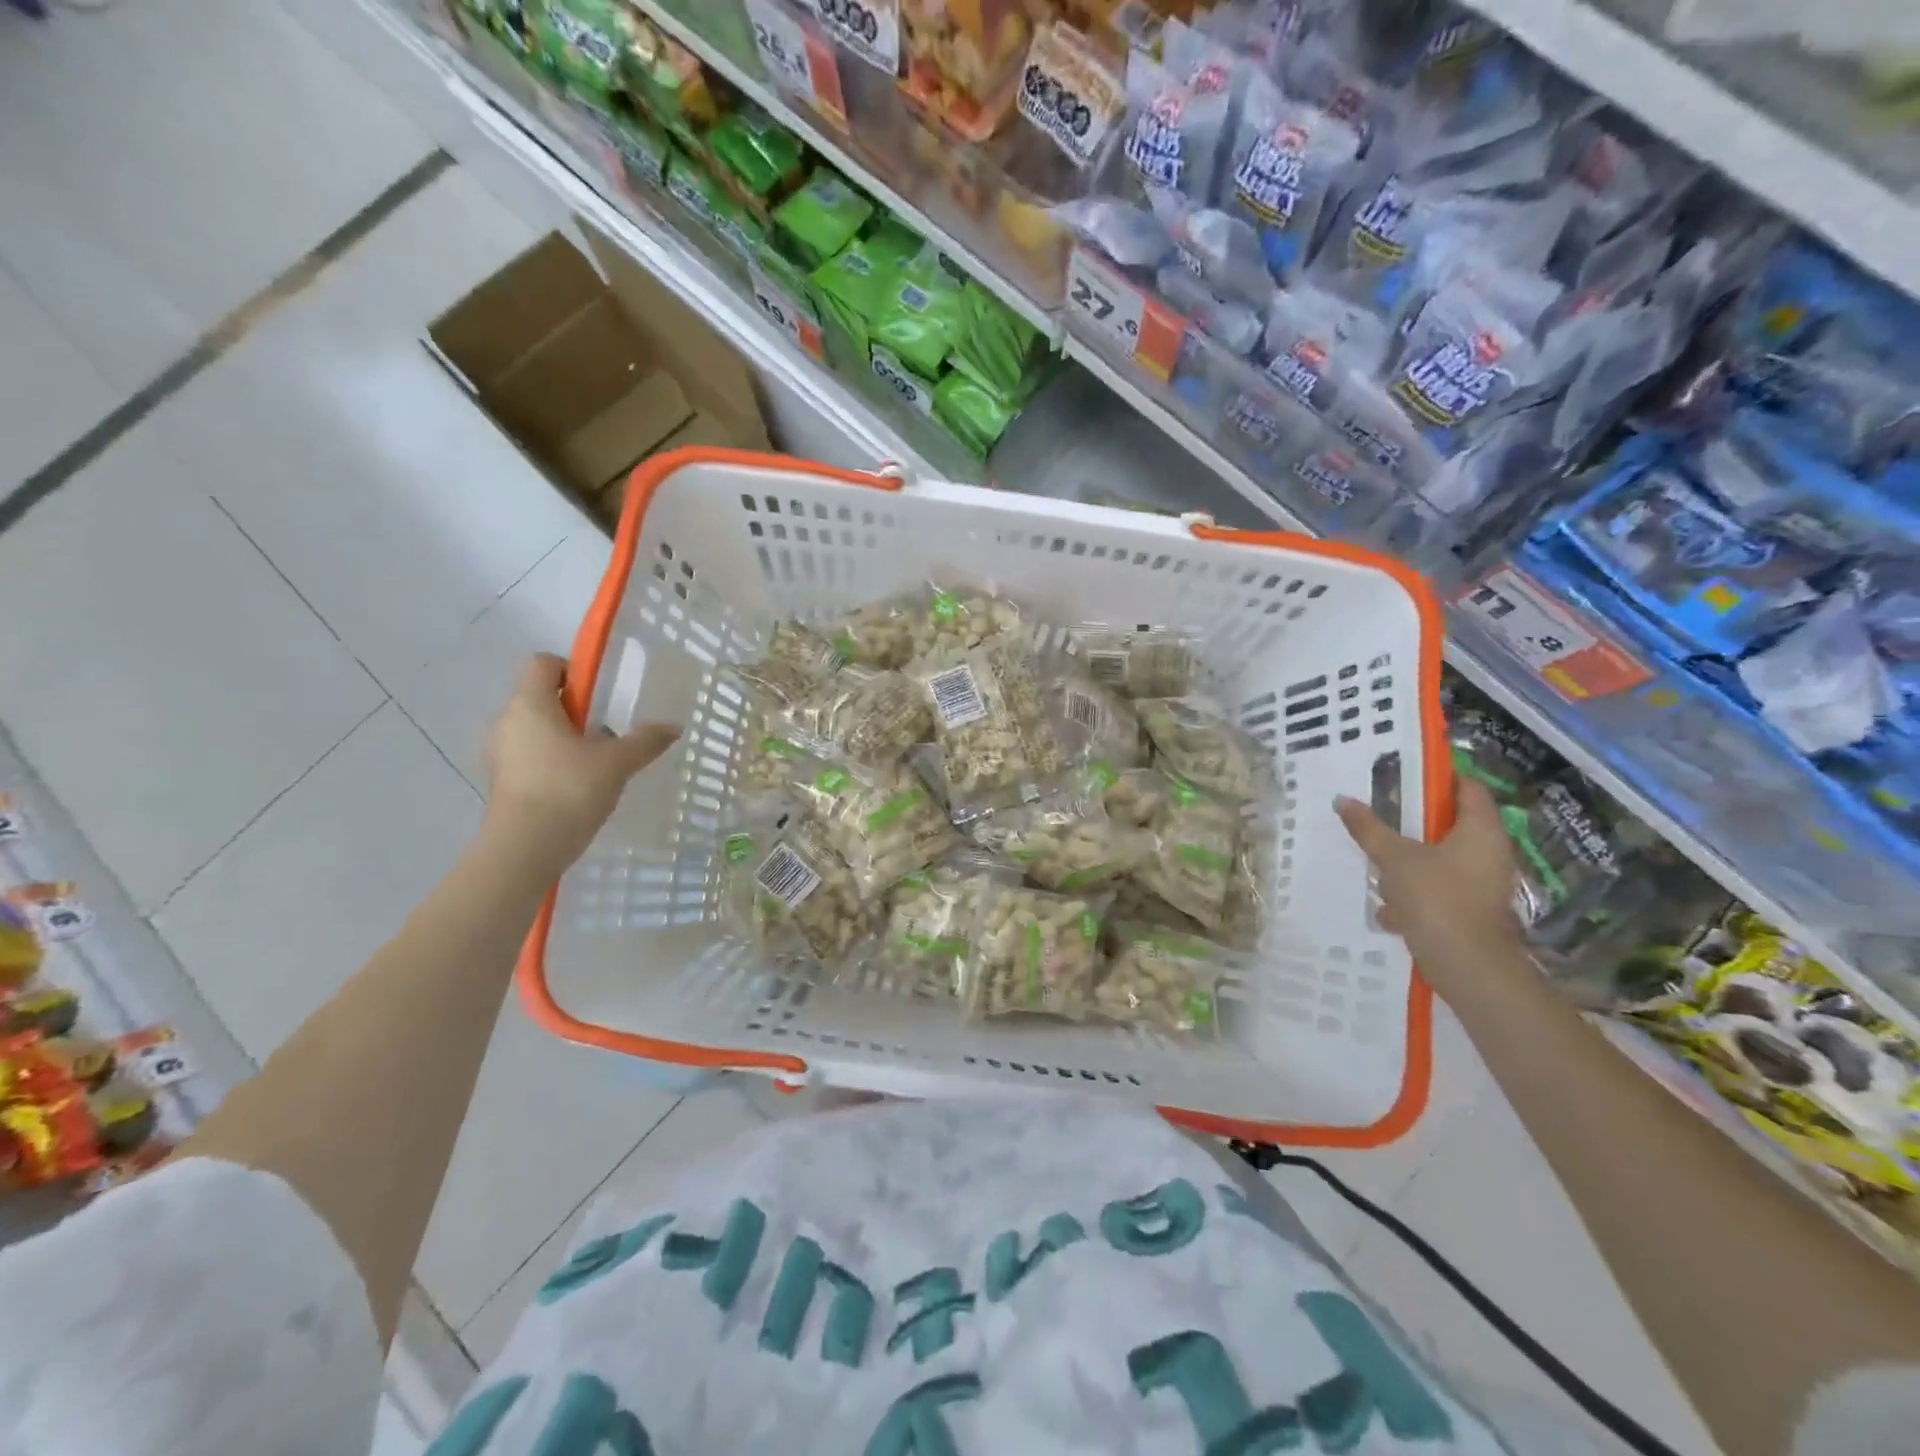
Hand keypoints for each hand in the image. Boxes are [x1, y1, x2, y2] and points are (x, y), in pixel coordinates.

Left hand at [483, 654, 679, 868]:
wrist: (524, 850)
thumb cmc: (568, 791)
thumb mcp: (617, 763)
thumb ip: (645, 740)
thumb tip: (674, 726)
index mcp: (531, 704)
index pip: (543, 663)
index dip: (573, 670)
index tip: (600, 696)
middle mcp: (507, 721)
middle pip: (541, 698)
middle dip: (575, 710)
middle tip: (607, 733)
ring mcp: (499, 754)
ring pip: (536, 730)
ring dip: (565, 738)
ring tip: (597, 764)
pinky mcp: (501, 782)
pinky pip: (530, 757)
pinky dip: (553, 763)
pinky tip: (578, 787)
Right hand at [1335, 777, 1527, 989]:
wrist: (1468, 966)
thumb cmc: (1436, 899)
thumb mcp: (1394, 858)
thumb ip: (1369, 828)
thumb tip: (1342, 800)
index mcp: (1480, 830)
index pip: (1467, 788)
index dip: (1439, 779)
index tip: (1405, 777)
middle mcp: (1490, 852)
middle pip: (1451, 825)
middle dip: (1415, 825)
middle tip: (1382, 818)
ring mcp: (1485, 884)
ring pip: (1443, 860)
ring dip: (1411, 863)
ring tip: (1380, 869)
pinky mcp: (1475, 911)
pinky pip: (1442, 890)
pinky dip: (1417, 894)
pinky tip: (1391, 910)